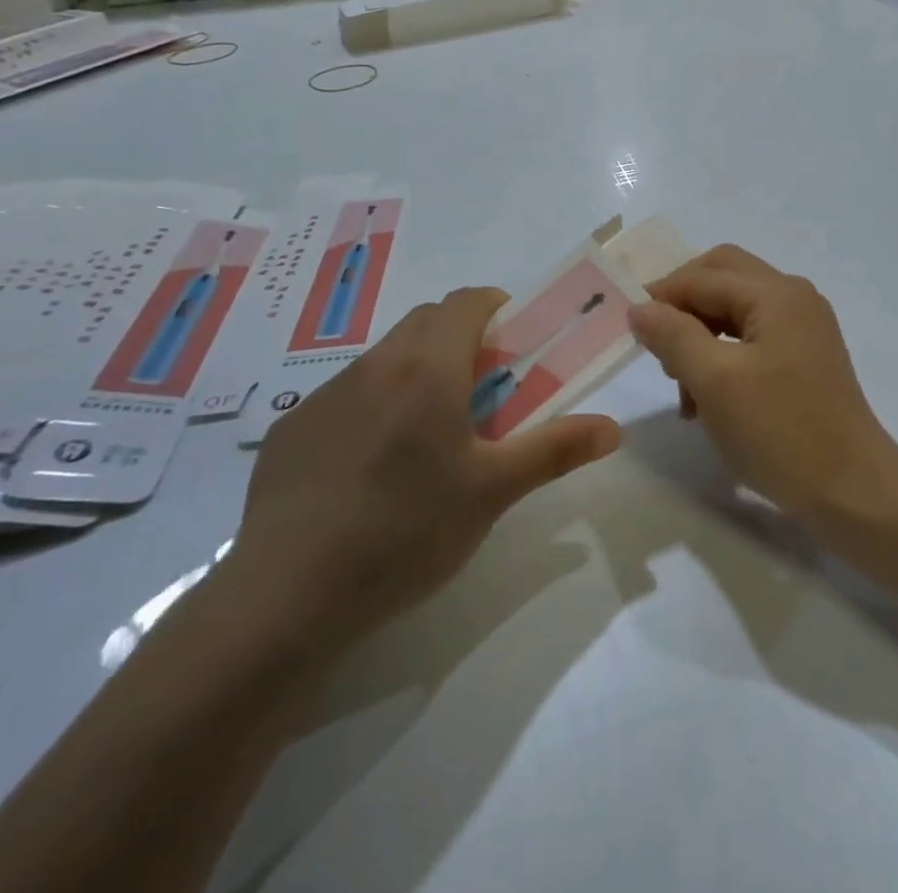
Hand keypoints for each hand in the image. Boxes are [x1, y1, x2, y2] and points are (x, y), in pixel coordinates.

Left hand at [228, 288, 622, 649]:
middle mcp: (375, 365)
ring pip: (384, 357)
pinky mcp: (290, 430)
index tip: (513, 344)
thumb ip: (555, 449)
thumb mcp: (492, 492)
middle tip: (481, 393)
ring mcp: (325, 395)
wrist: (285, 596)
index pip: (466, 301)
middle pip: (426, 322)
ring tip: (428, 436)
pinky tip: (370, 470)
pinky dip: (372, 406)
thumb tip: (613, 427)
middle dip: (460, 339)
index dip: (496, 308)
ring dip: (415, 371)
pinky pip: (345, 395)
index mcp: (428, 368)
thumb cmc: (407, 532)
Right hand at [627, 246, 897, 528]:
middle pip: (723, 278)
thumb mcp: (715, 382)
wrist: (853, 492)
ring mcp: (804, 327)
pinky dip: (723, 356)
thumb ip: (674, 335)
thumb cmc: (781, 433)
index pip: (703, 277)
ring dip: (701, 336)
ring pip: (735, 310)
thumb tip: (640, 307)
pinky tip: (708, 399)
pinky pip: (752, 337)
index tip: (626, 326)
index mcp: (776, 294)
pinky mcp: (805, 356)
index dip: (660, 295)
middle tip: (655, 344)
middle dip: (683, 307)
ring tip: (682, 388)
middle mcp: (794, 298)